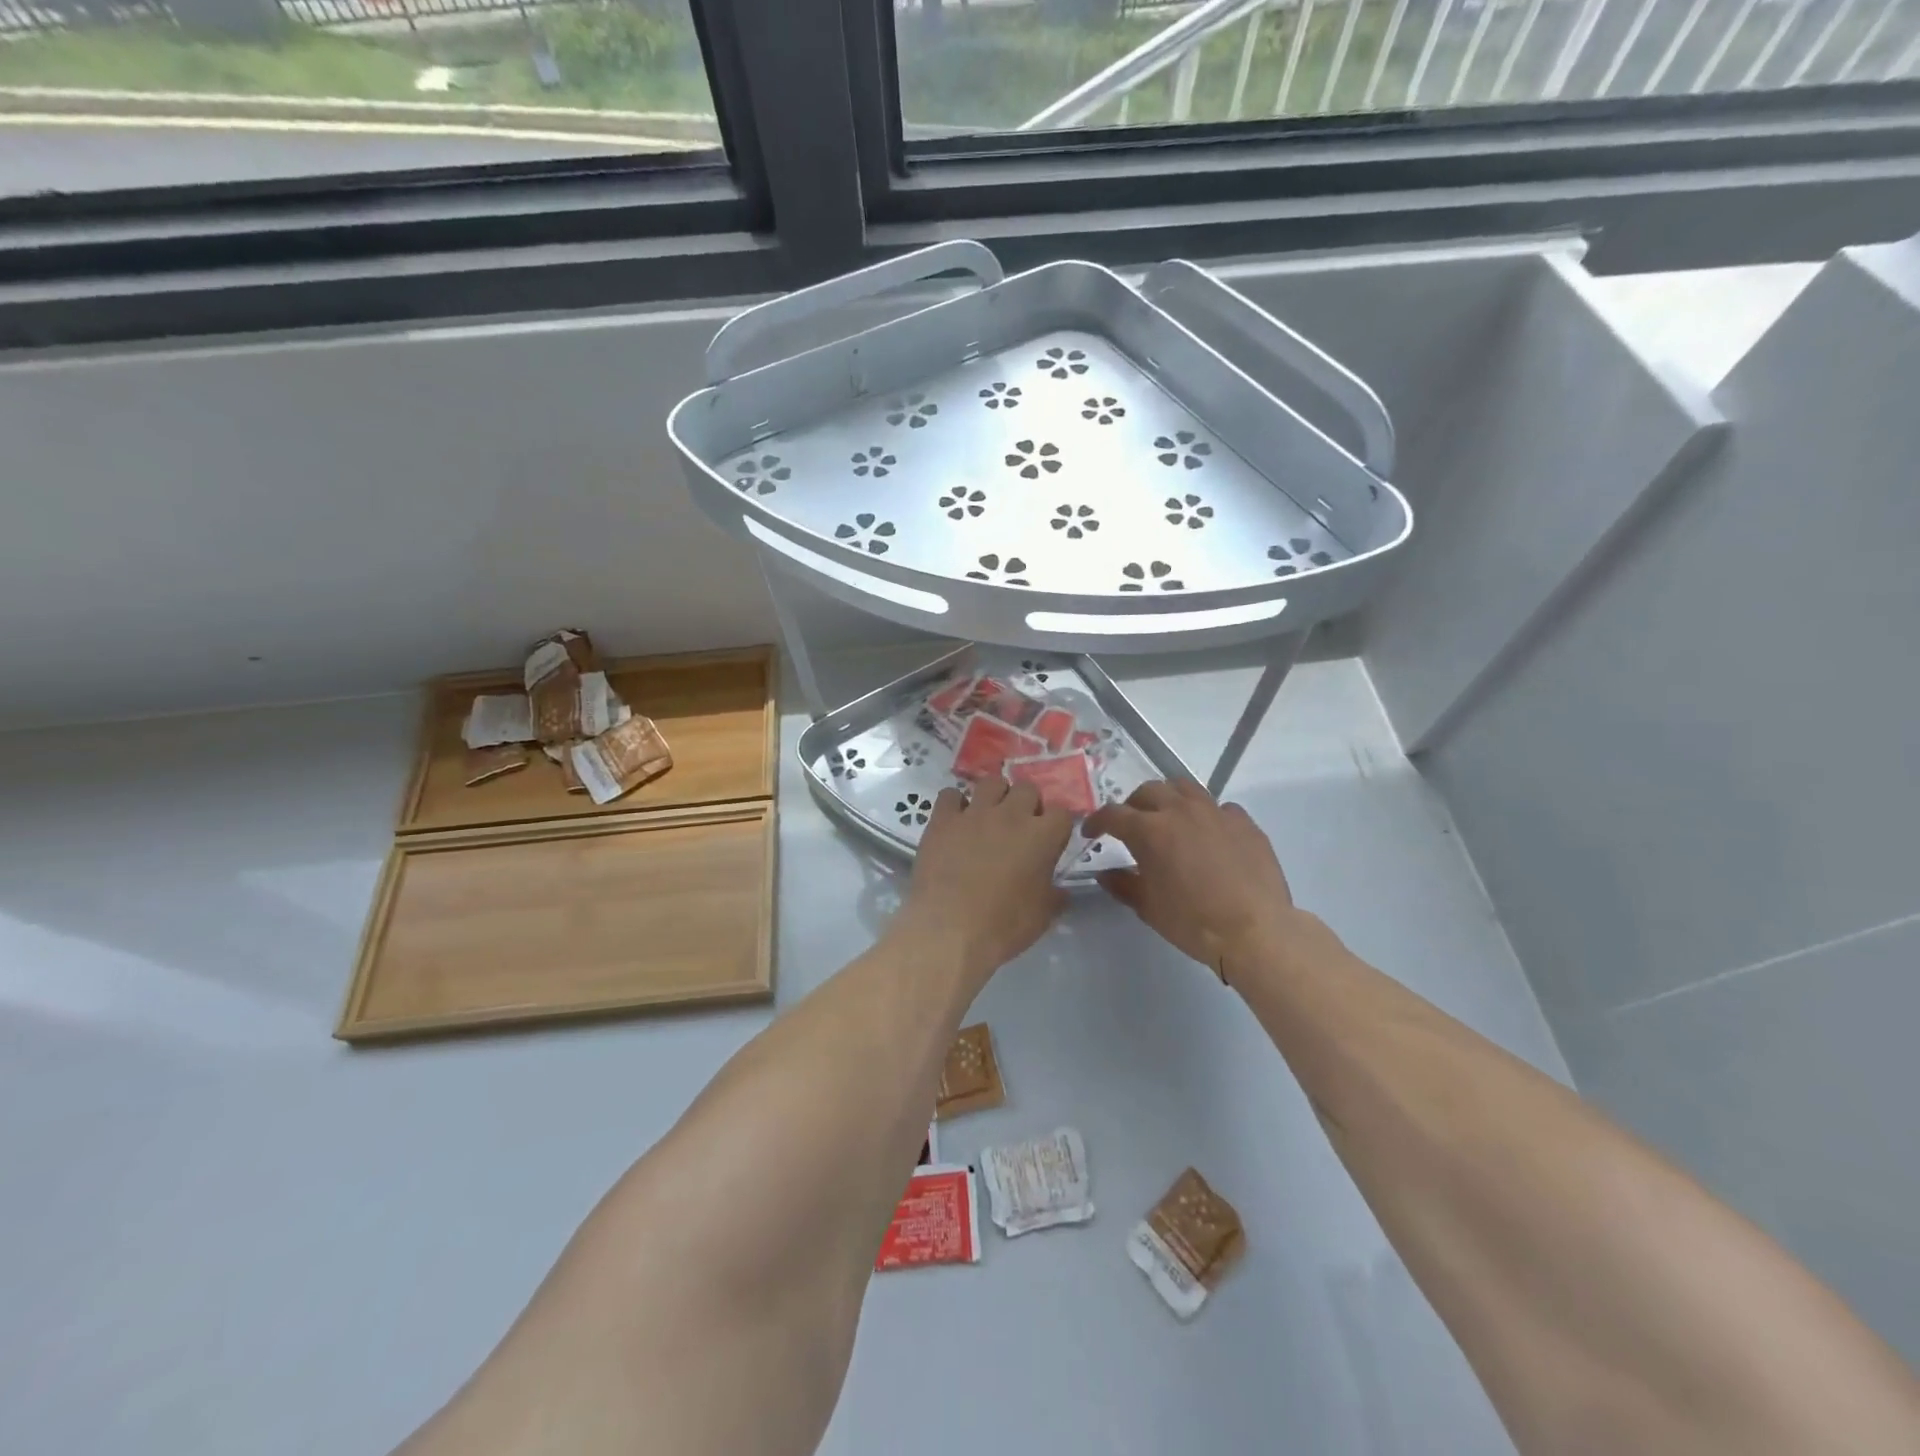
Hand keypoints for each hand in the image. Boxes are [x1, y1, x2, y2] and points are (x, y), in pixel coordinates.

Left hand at [895, 778, 1072, 985]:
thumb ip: (1055, 895)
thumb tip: (1059, 890)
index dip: (1056, 826)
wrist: (949, 930)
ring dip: (994, 796)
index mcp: (1042, 836)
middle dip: (1026, 804)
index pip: (1062, 813)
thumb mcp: (1042, 917)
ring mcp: (975, 813)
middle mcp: (1011, 815)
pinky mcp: (943, 819)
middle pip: (1027, 788)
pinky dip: (954, 805)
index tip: (1049, 841)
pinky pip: (950, 795)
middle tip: (1018, 828)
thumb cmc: (1003, 926)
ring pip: (991, 782)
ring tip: (988, 818)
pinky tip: (955, 823)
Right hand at [1084, 780, 1309, 980]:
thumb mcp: (1148, 907)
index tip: (1091, 833)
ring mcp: (1215, 812)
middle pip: (1149, 791)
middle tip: (1131, 825)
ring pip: (1184, 788)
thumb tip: (1105, 874)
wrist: (1255, 931)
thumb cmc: (1193, 921)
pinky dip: (1206, 815)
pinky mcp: (1244, 822)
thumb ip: (1122, 884)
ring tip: (1169, 818)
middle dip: (1133, 805)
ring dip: (1169, 798)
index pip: (1113, 814)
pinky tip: (1208, 835)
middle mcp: (1180, 811)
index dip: (1097, 821)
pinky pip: (1219, 807)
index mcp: (1150, 830)